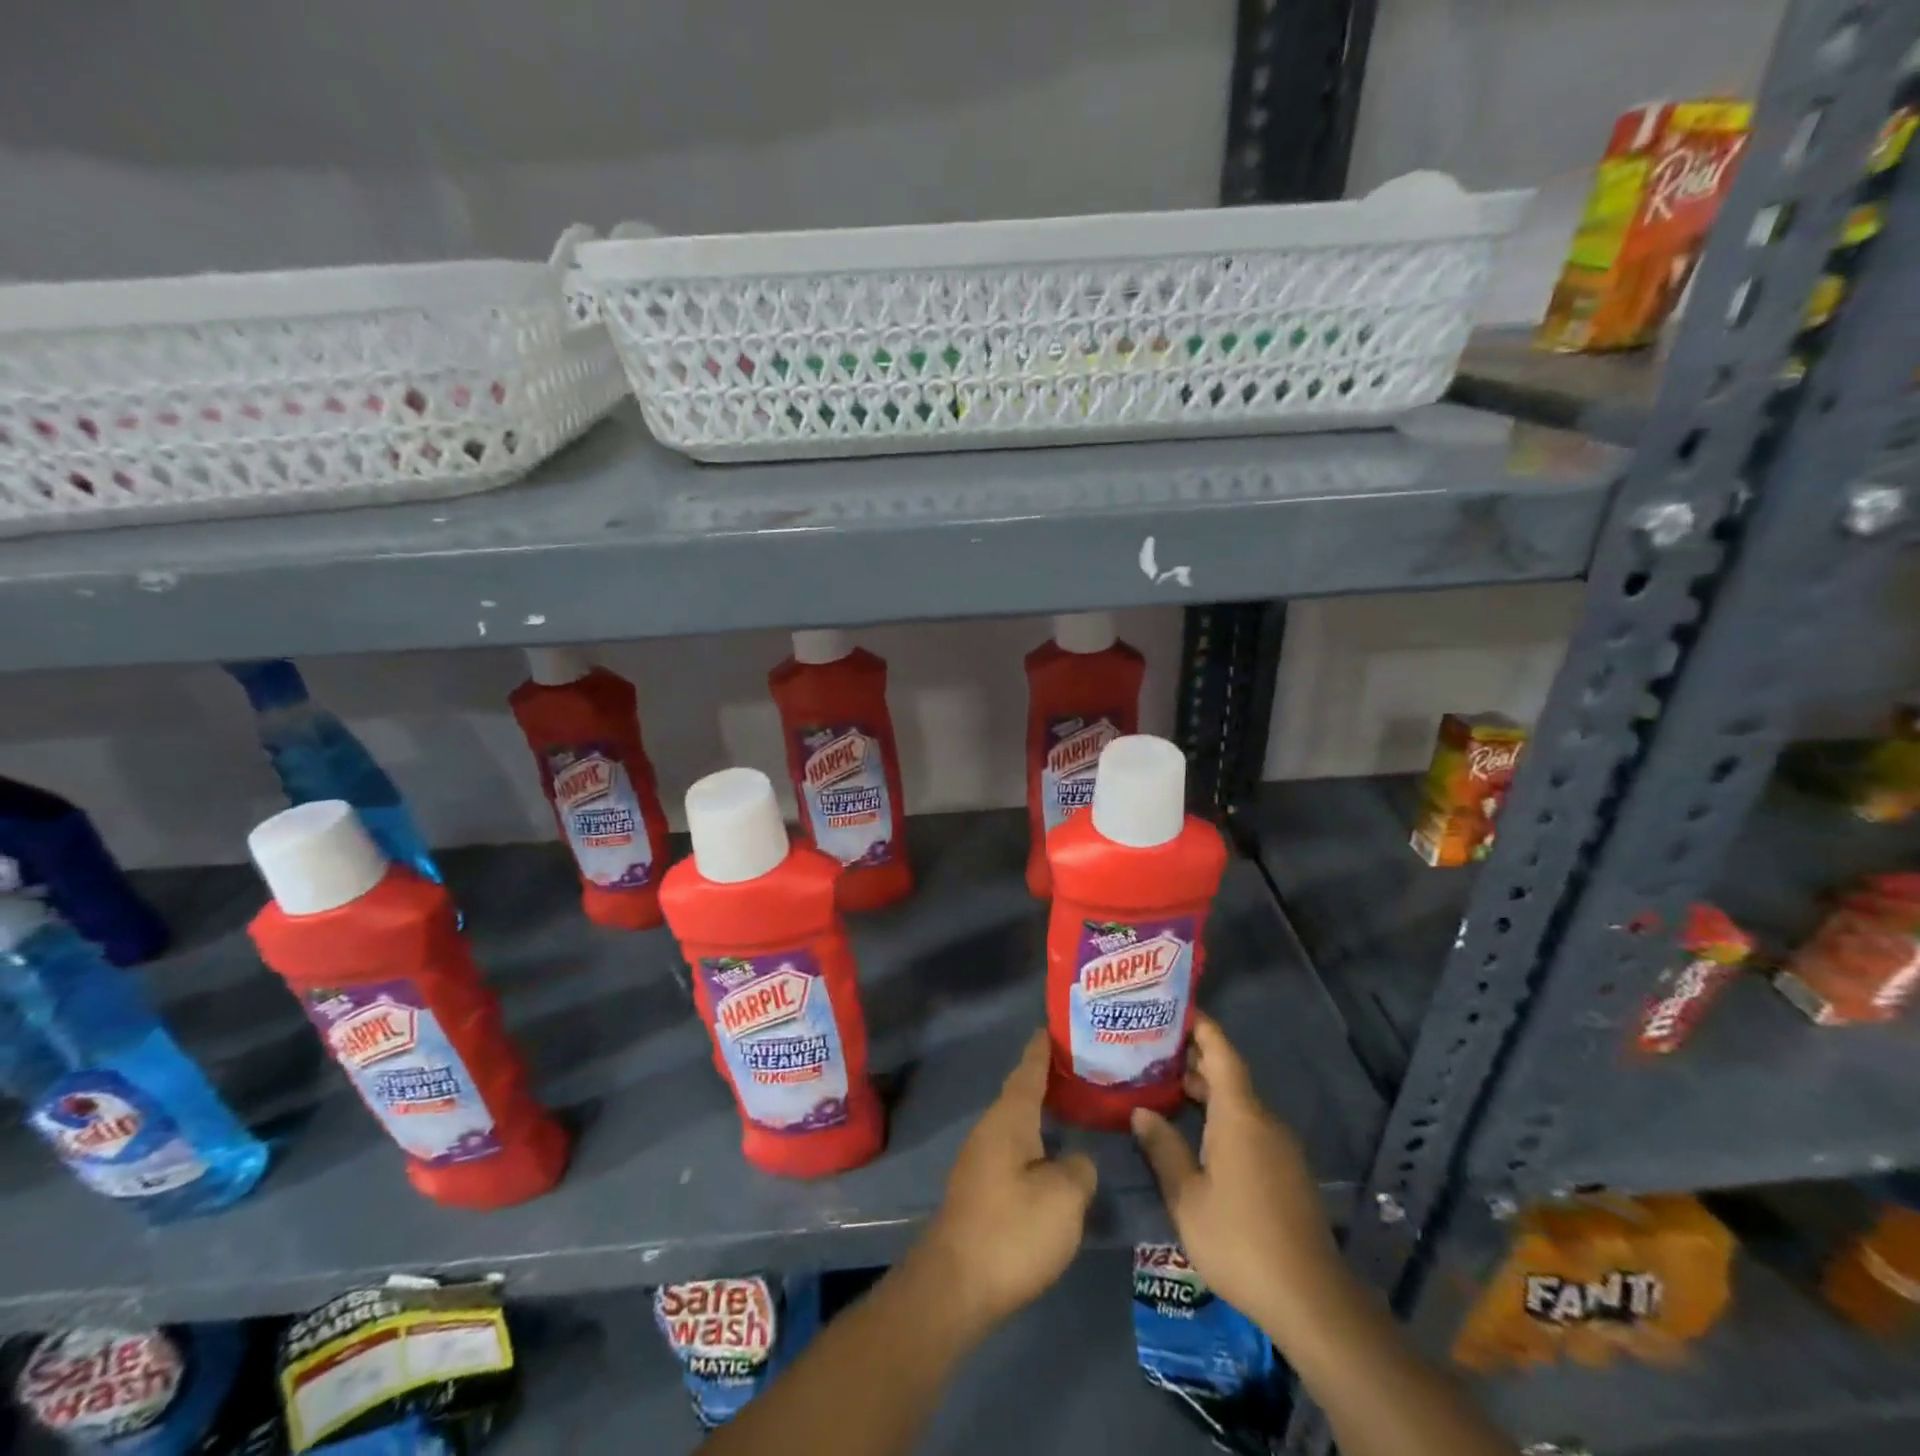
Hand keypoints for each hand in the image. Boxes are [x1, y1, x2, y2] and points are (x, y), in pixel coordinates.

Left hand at [917, 1029, 1097, 1337]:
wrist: (955, 1286)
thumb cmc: (1012, 1230)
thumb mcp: (1064, 1197)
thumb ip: (1079, 1168)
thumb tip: (1076, 1161)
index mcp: (1009, 1119)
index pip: (1028, 1070)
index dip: (1042, 1049)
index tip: (1053, 1026)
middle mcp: (990, 1129)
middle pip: (1021, 1094)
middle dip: (1047, 1080)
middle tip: (1082, 1070)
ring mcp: (980, 1160)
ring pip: (1017, 1124)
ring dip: (1042, 1114)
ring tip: (1074, 1110)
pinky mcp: (980, 1190)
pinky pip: (1013, 1150)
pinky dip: (1035, 1142)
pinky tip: (1053, 1157)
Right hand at [1130, 1014, 1343, 1341]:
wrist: (1311, 1300)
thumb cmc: (1240, 1240)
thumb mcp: (1187, 1198)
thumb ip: (1163, 1149)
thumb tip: (1141, 1111)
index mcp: (1240, 1115)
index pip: (1221, 1052)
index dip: (1201, 1026)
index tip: (1175, 1007)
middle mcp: (1263, 1121)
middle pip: (1228, 1075)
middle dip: (1193, 1059)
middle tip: (1152, 1050)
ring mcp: (1279, 1147)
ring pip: (1238, 1103)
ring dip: (1205, 1090)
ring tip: (1166, 1087)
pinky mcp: (1286, 1171)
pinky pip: (1249, 1126)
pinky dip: (1220, 1116)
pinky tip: (1196, 1134)